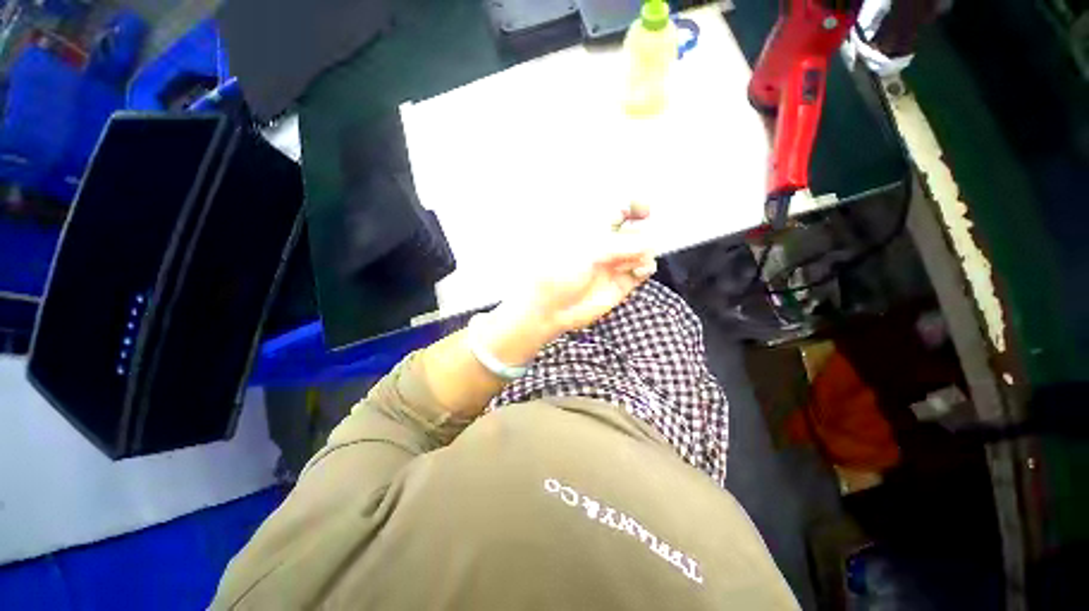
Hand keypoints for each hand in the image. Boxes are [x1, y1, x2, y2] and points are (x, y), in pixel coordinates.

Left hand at [504, 204, 656, 337]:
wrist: (549, 306)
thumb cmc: (560, 271)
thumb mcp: (589, 250)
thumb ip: (622, 244)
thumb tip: (650, 241)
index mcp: (594, 228)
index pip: (620, 210)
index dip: (634, 206)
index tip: (644, 208)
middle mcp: (607, 244)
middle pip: (635, 229)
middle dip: (644, 228)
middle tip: (643, 237)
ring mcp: (615, 264)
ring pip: (643, 250)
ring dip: (646, 250)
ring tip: (638, 257)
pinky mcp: (621, 283)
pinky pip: (642, 271)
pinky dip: (646, 267)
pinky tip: (638, 270)